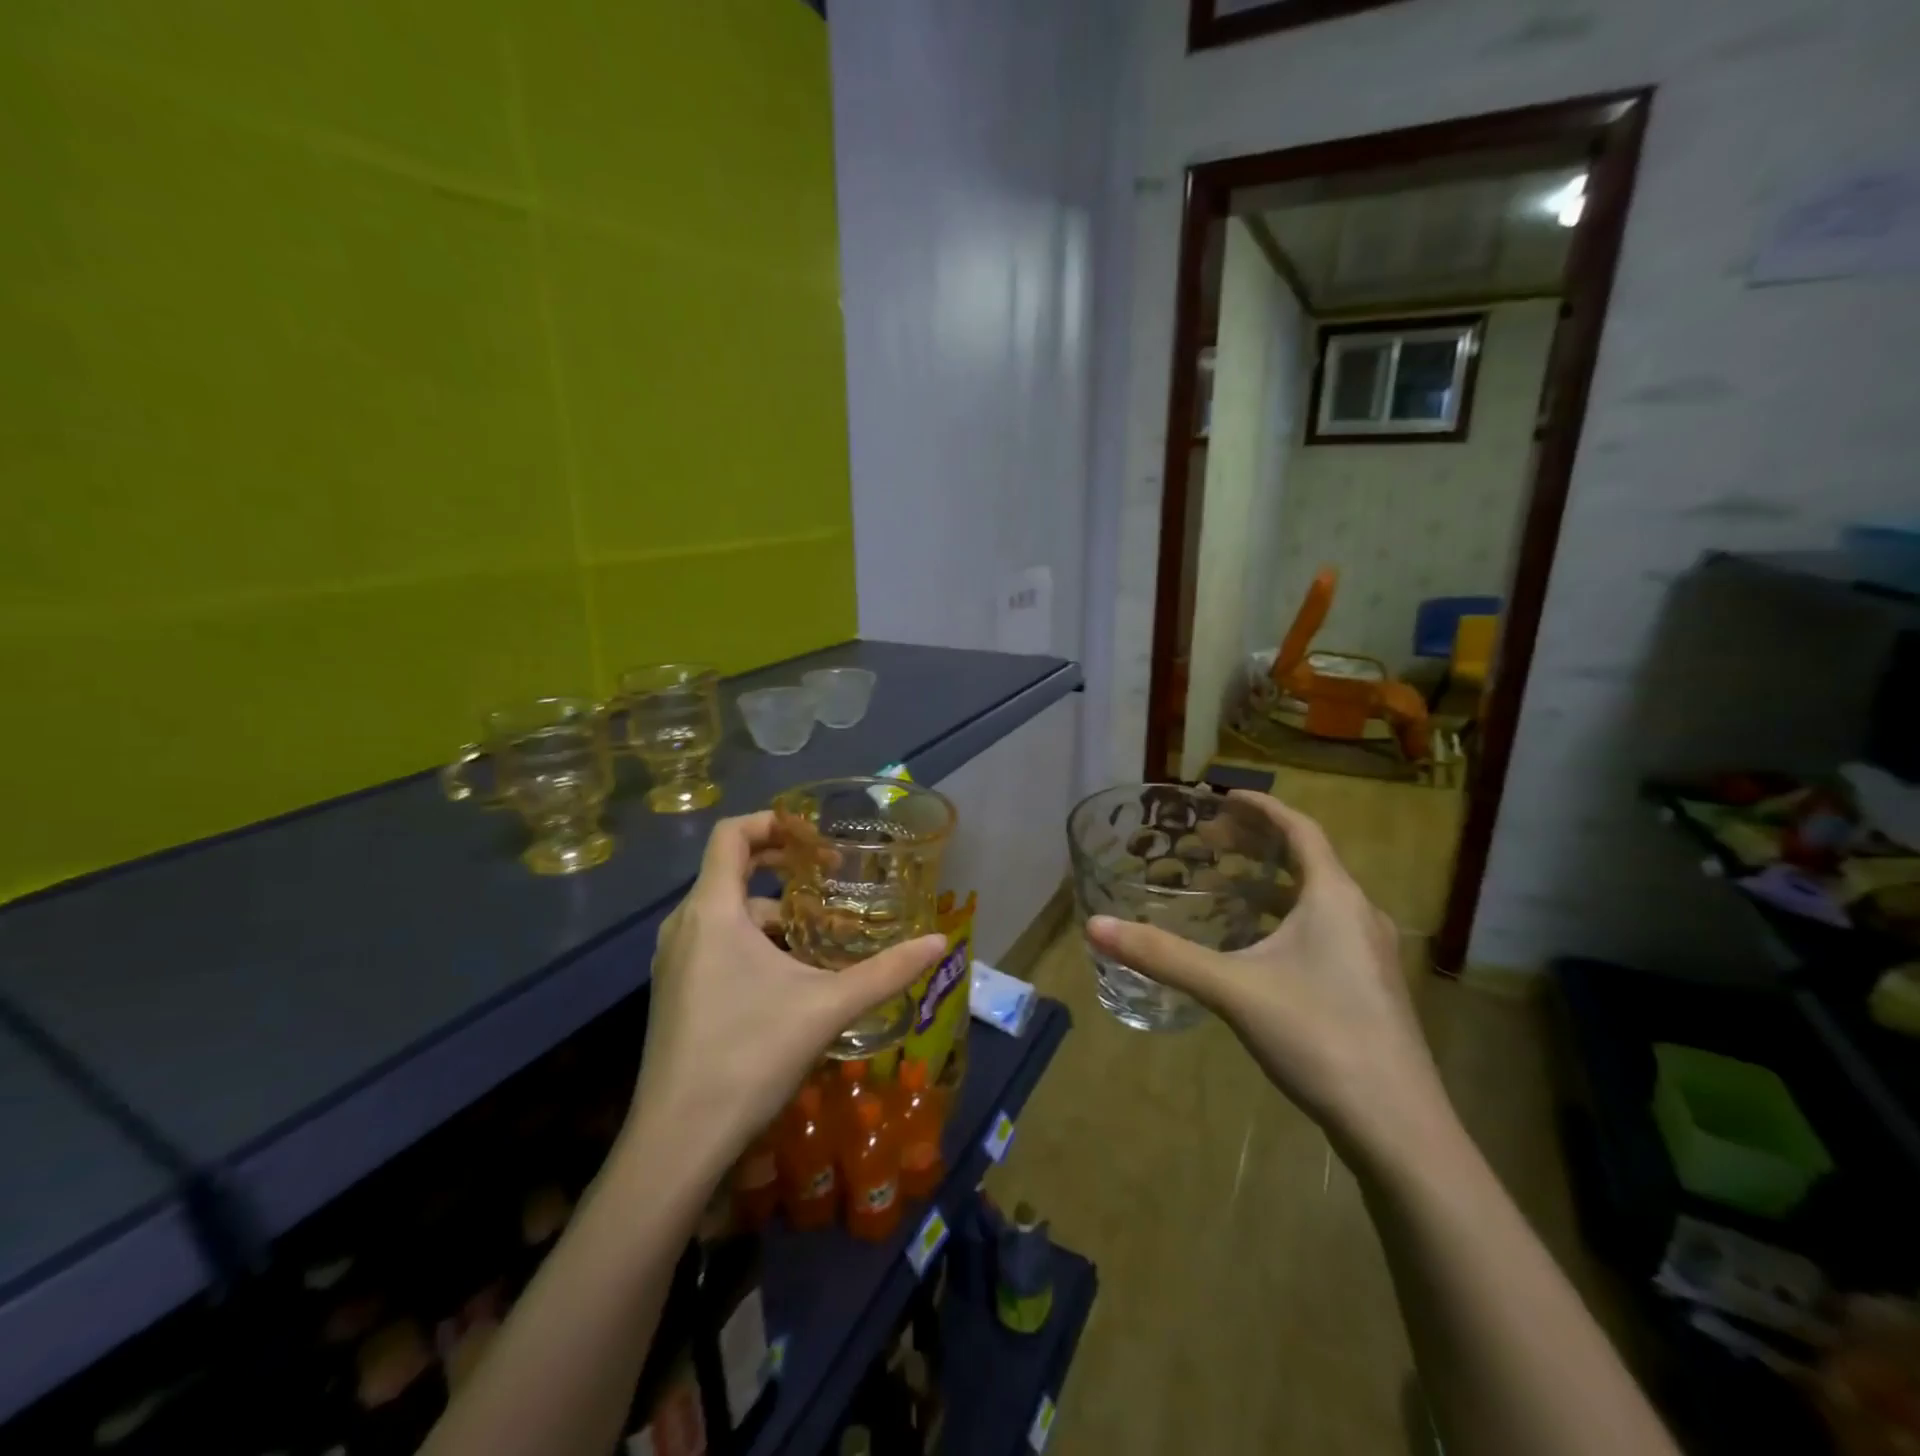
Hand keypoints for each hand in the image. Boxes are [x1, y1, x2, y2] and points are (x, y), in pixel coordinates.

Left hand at [625, 812, 944, 1175]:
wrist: (678, 1141)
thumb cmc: (749, 1055)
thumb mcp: (827, 1007)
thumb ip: (887, 971)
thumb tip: (940, 942)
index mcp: (713, 911)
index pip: (730, 834)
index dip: (772, 822)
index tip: (815, 837)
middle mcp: (684, 925)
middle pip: (730, 870)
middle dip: (782, 867)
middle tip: (830, 876)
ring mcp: (673, 961)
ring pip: (725, 912)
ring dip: (772, 911)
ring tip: (820, 932)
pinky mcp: (674, 992)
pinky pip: (714, 942)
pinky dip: (752, 940)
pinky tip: (789, 975)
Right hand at [1087, 792, 1443, 1157]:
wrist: (1397, 1125)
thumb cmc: (1318, 1035)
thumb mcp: (1231, 989)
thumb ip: (1163, 956)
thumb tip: (1095, 926)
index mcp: (1334, 897)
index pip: (1300, 829)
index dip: (1261, 808)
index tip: (1223, 796)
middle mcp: (1359, 914)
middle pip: (1307, 860)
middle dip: (1258, 844)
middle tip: (1210, 842)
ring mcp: (1369, 953)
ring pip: (1316, 898)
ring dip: (1271, 884)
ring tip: (1224, 887)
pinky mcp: (1369, 986)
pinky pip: (1323, 929)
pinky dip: (1285, 919)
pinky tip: (1255, 947)